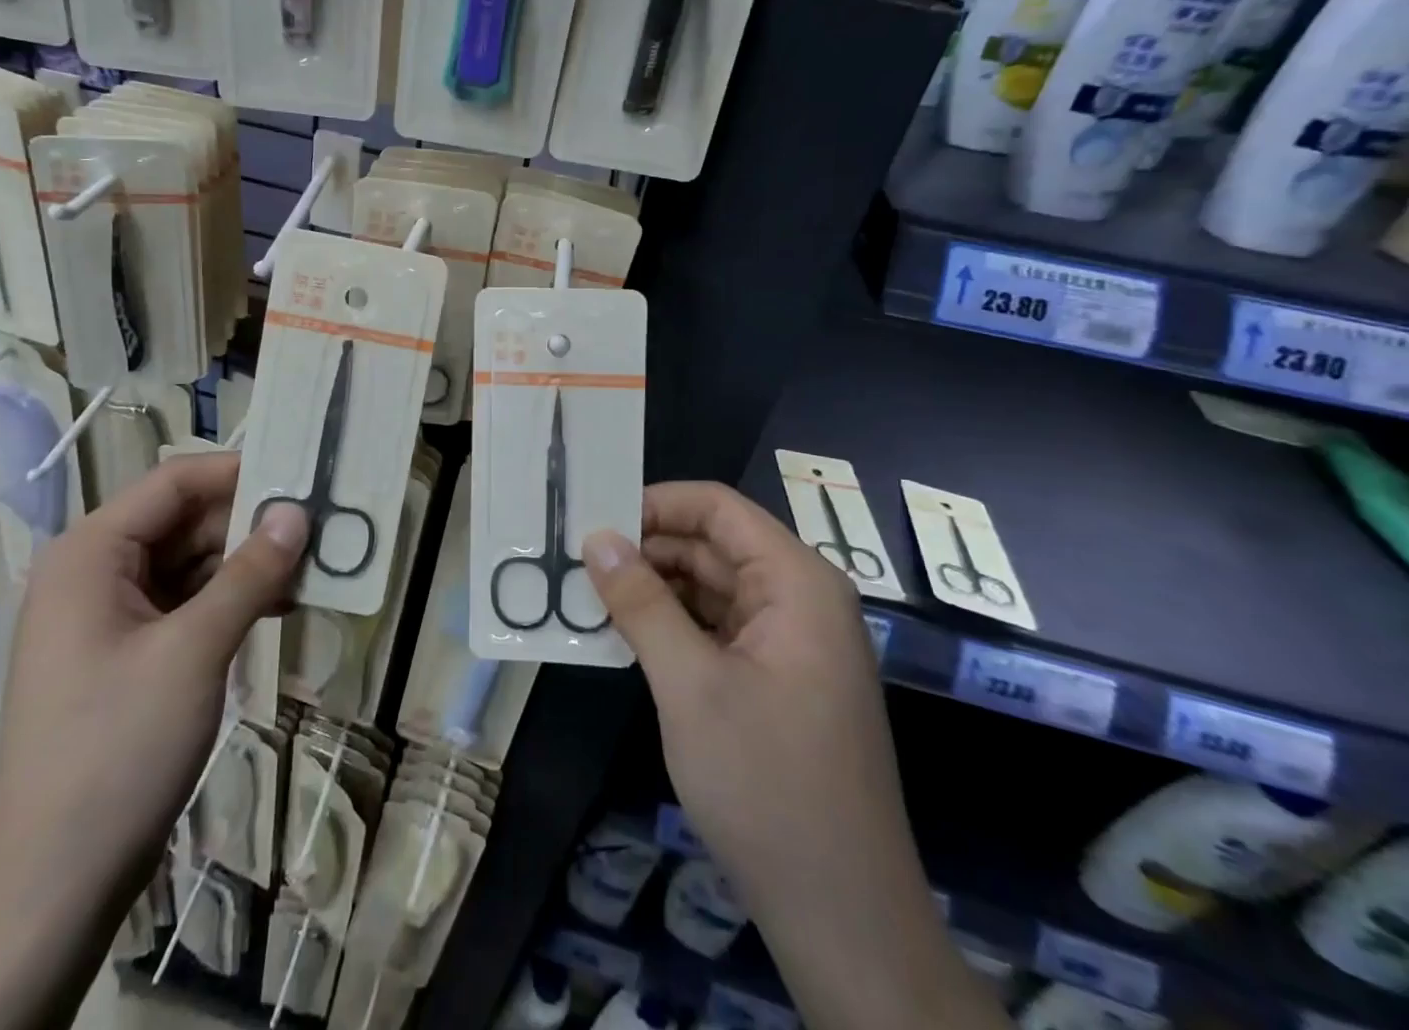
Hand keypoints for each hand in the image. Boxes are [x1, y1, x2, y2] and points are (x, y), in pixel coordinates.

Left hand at [0, 453, 309, 901]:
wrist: (53, 883)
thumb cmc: (118, 747)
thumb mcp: (194, 651)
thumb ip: (250, 574)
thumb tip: (297, 512)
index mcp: (90, 553)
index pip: (173, 483)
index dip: (238, 472)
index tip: (301, 477)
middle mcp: (94, 572)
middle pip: (183, 522)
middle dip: (249, 524)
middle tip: (319, 529)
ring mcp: (108, 616)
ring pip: (188, 564)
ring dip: (246, 565)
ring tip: (310, 571)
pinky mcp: (126, 654)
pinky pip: (184, 604)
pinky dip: (228, 601)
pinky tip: (278, 609)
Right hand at [582, 482, 1003, 1029]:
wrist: (843, 916)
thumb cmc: (767, 784)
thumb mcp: (690, 685)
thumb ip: (640, 602)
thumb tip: (595, 538)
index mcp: (797, 582)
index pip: (718, 508)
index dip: (656, 503)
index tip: (594, 518)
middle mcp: (800, 599)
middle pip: (713, 545)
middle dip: (647, 548)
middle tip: (576, 557)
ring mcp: (791, 641)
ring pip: (711, 586)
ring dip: (654, 588)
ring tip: (587, 591)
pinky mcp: (778, 678)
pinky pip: (718, 627)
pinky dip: (672, 624)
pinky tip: (624, 633)